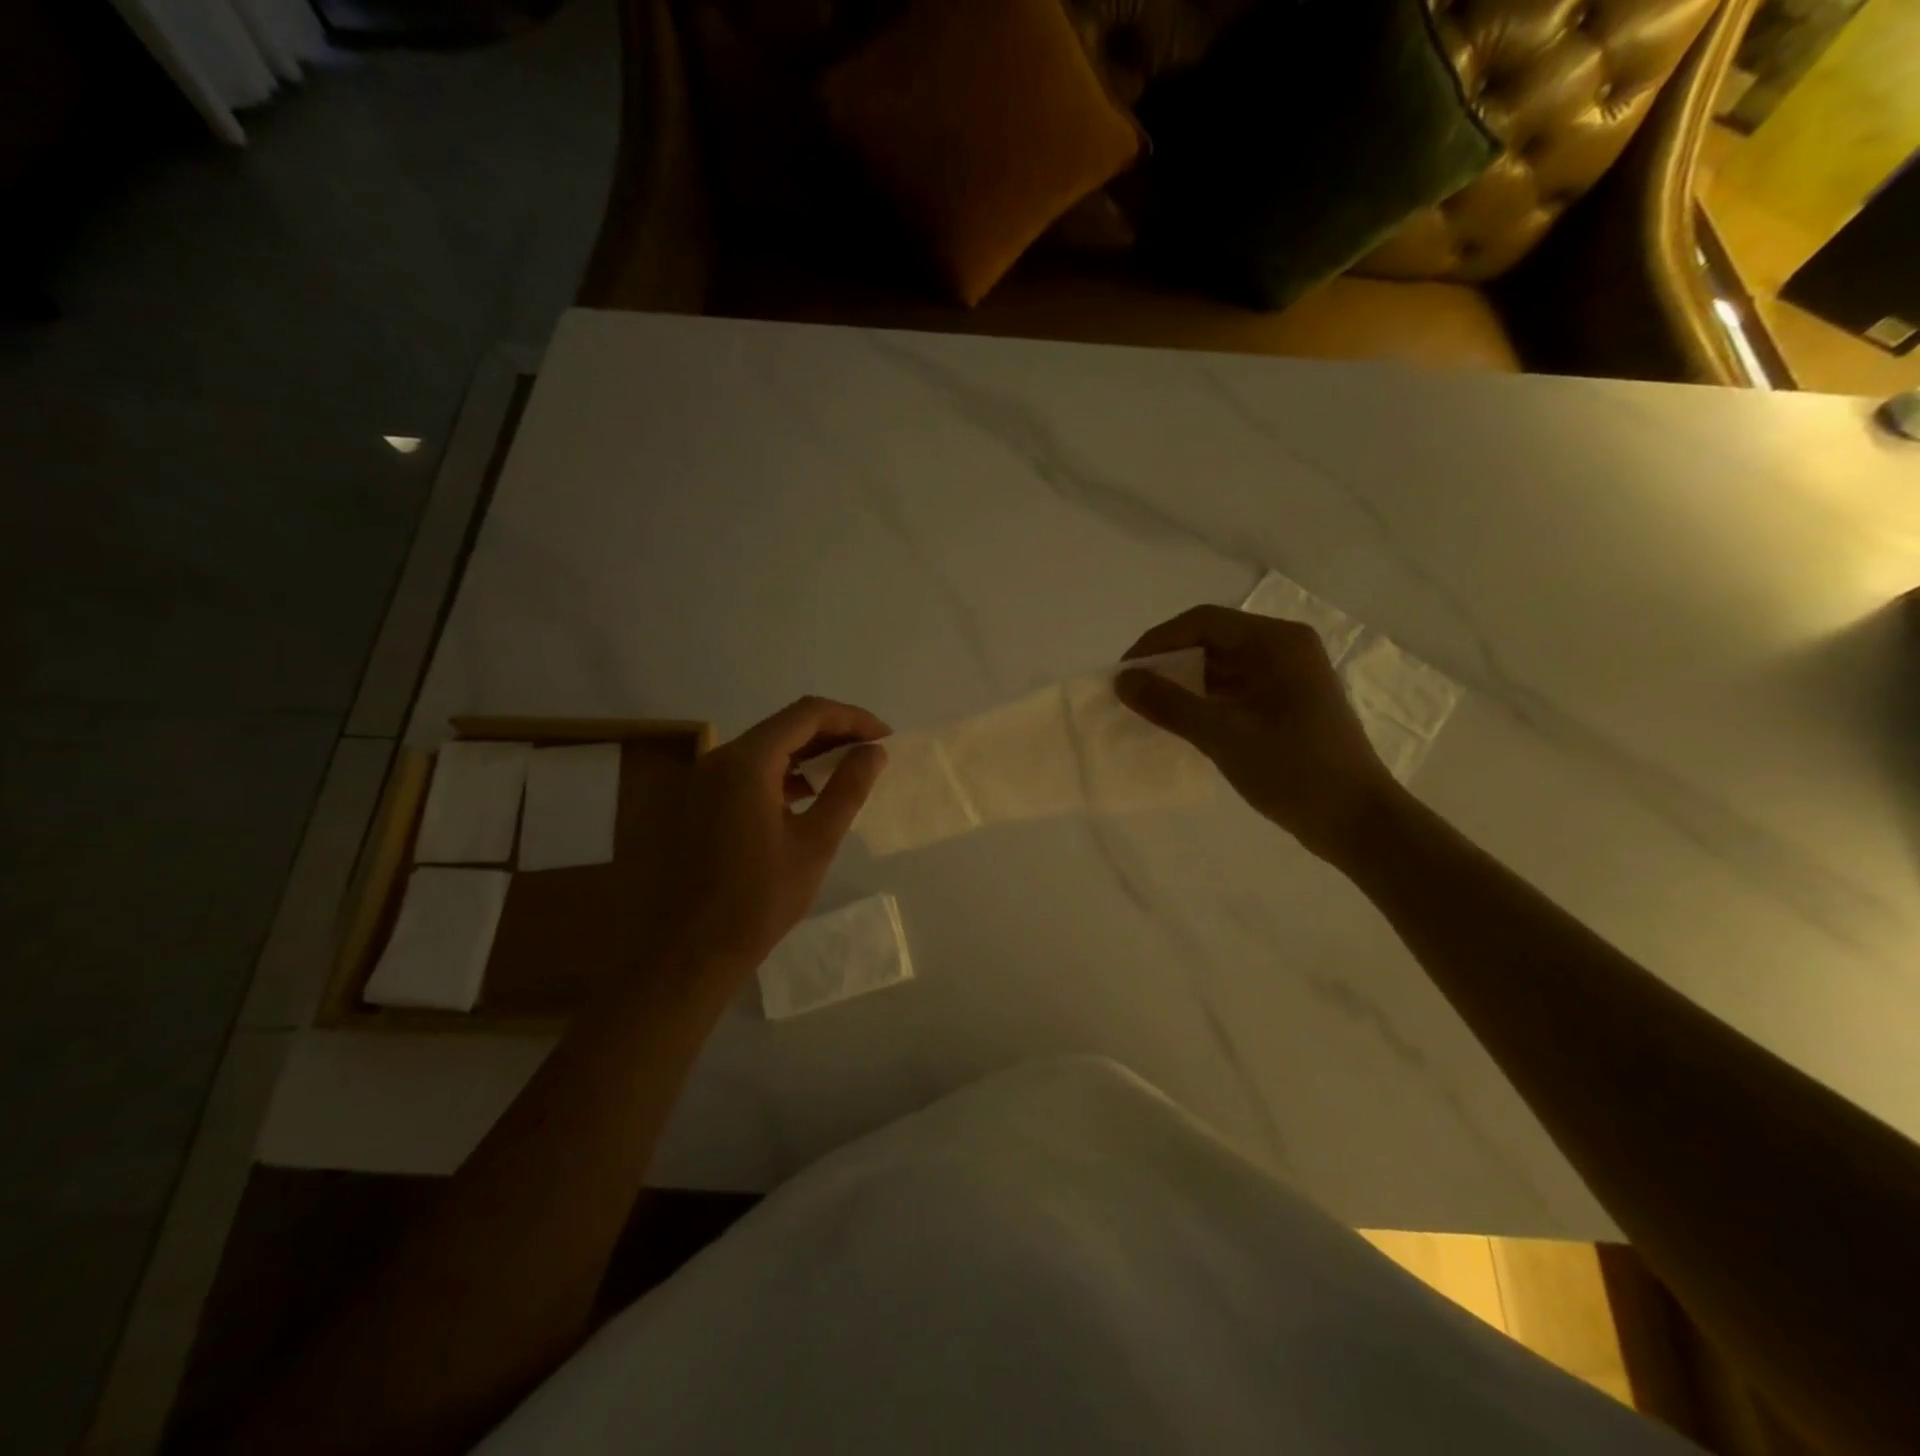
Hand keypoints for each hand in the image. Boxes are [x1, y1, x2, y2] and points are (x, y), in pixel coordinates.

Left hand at [665, 697, 888, 974]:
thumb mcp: (816, 842)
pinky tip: (813, 791)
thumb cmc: (760, 898)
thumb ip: (848, 789)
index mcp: (747, 762)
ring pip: (769, 747)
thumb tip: (874, 752)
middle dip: (834, 732)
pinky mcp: (704, 800)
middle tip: (873, 751)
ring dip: (811, 752)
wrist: (694, 949)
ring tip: (851, 768)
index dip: (851, 718)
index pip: (807, 714)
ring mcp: (708, 779)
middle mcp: (721, 758)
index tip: (885, 737)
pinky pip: (752, 770)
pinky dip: (786, 772)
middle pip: (786, 725)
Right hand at [1117, 605, 1406, 865]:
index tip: (1125, 673)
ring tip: (1149, 708)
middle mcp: (1285, 649)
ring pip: (1223, 666)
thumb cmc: (1294, 770)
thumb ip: (1170, 704)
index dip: (1158, 641)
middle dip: (1169, 662)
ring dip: (1185, 683)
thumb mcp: (1224, 736)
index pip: (1204, 622)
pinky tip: (1181, 722)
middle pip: (1213, 640)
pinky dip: (1205, 701)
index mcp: (1277, 643)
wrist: (1357, 821)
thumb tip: (1122, 681)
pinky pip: (1235, 690)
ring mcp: (1289, 678)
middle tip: (1133, 691)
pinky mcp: (1287, 705)